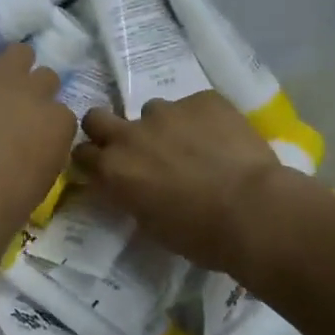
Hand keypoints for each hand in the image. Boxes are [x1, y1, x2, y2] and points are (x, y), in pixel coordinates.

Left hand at [0, 46, 74, 227]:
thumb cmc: (11, 197)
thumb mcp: (44, 178)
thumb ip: (45, 152)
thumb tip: (34, 149)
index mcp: (60, 122)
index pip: (61, 113)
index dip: (45, 122)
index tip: (33, 134)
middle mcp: (38, 91)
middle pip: (46, 76)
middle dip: (34, 88)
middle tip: (15, 106)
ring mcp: (5, 76)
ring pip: (19, 52)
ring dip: (9, 66)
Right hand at [75, 92, 310, 278]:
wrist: (253, 211)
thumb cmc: (200, 235)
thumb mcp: (151, 224)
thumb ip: (132, 196)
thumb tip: (135, 186)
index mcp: (113, 170)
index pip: (81, 153)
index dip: (94, 159)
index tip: (106, 168)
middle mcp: (130, 135)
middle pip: (97, 117)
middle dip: (107, 128)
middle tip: (133, 146)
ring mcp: (166, 112)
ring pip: (152, 111)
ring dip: (164, 126)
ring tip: (193, 145)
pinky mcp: (202, 99)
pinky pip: (194, 106)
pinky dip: (203, 120)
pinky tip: (223, 139)